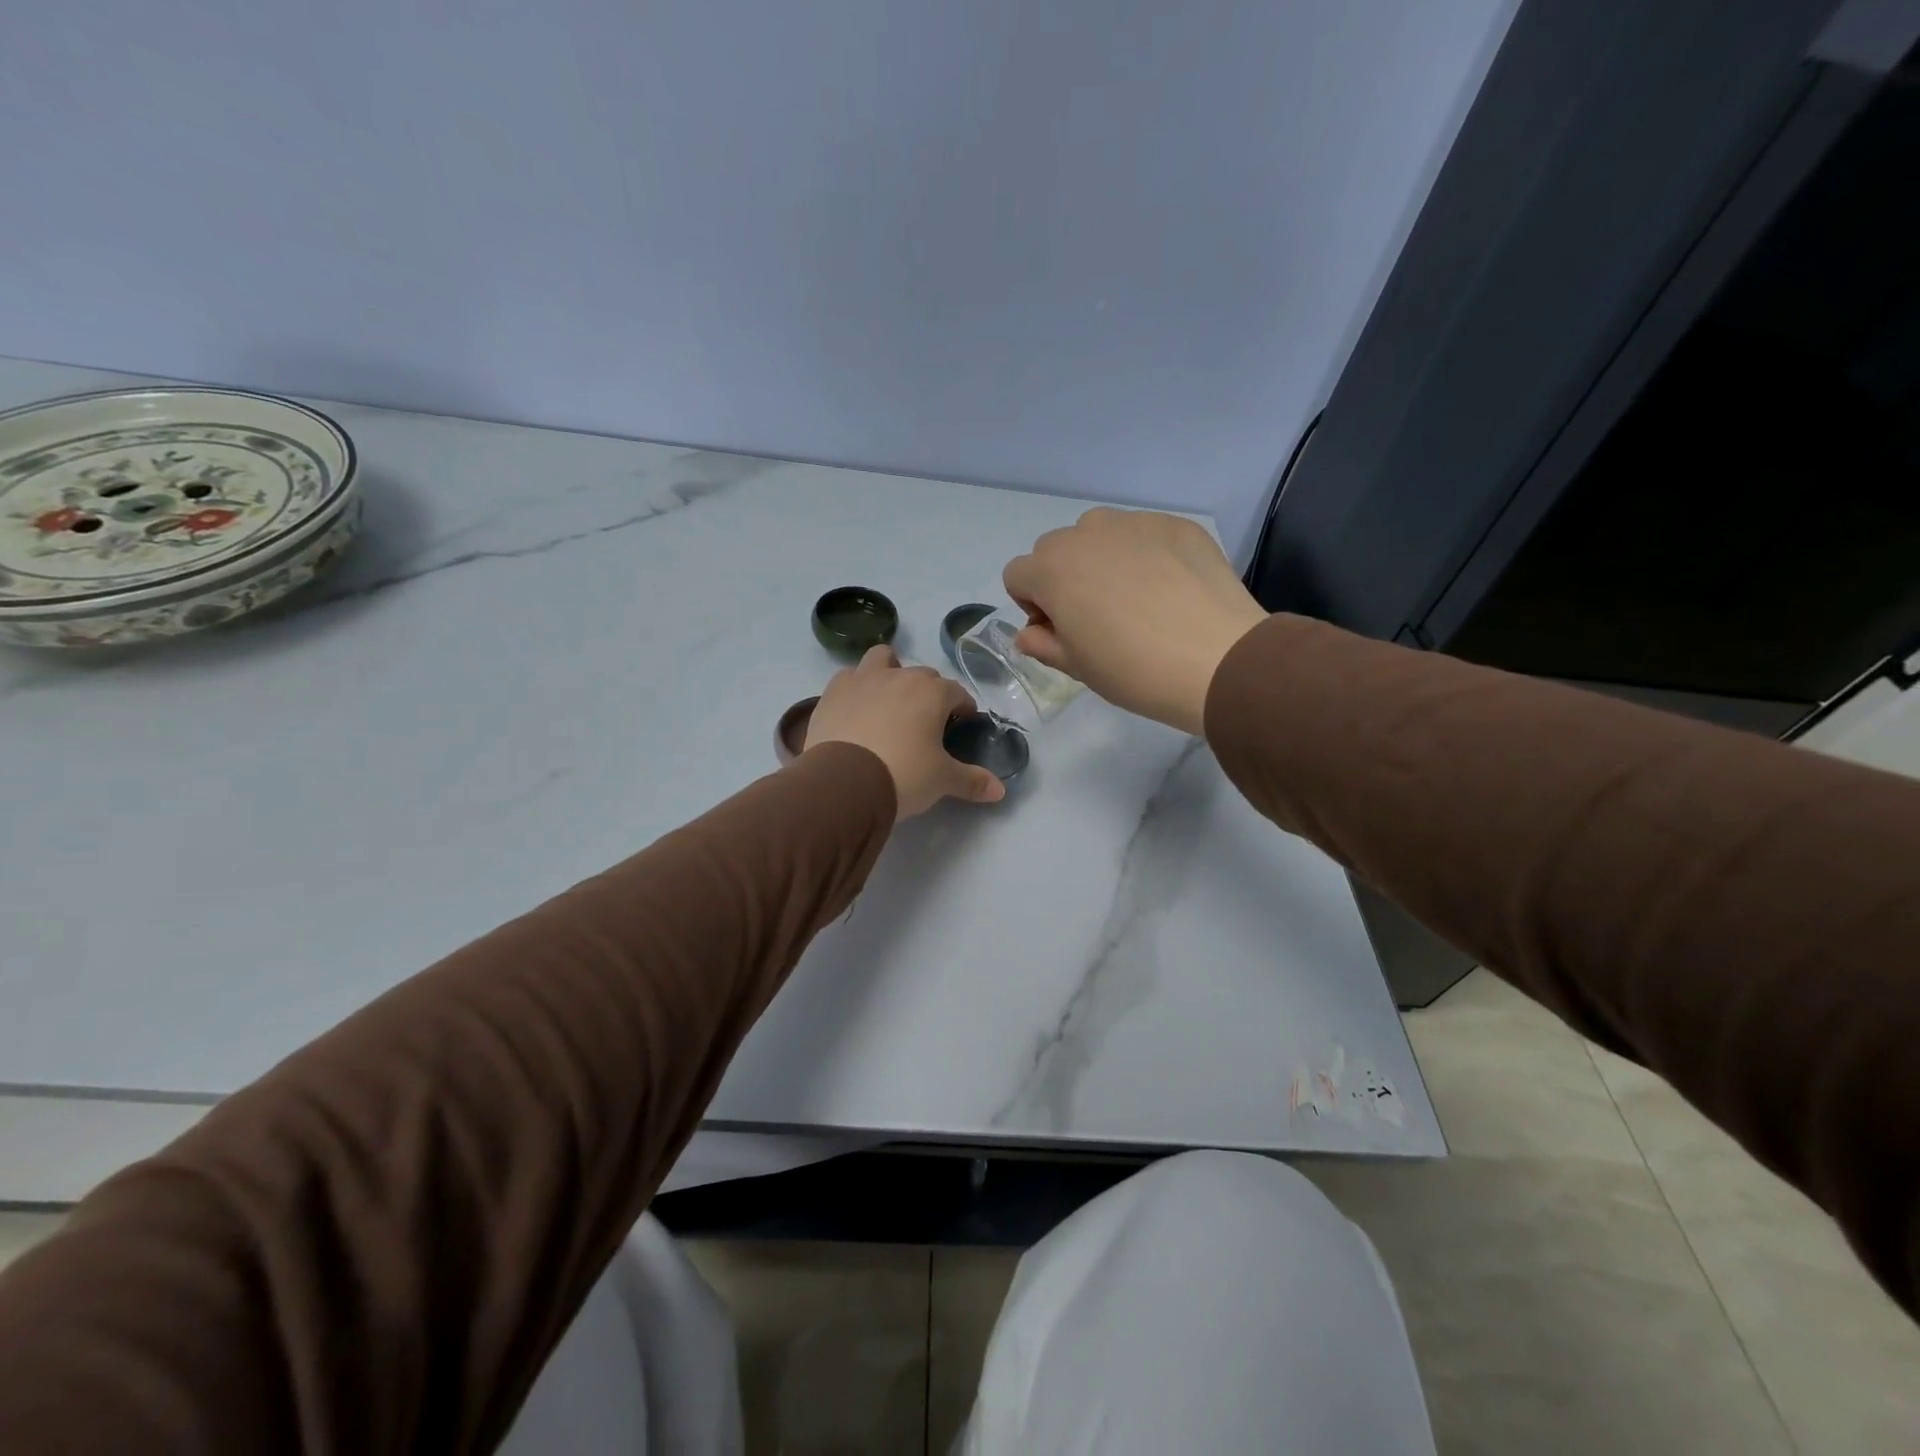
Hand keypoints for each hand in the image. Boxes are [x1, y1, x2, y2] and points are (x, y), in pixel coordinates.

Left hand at [805, 646, 1005, 818]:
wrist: (844, 782)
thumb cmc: (903, 775)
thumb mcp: (942, 781)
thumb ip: (972, 781)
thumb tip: (1000, 790)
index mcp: (932, 693)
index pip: (957, 692)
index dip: (962, 708)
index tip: (961, 724)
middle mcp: (900, 676)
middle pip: (922, 675)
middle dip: (929, 692)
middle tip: (926, 722)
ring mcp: (863, 679)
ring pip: (883, 659)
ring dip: (890, 671)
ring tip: (889, 700)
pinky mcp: (833, 691)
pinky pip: (850, 677)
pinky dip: (856, 687)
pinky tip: (856, 708)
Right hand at [1002, 508, 1266, 735]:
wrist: (1218, 660)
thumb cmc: (1133, 670)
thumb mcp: (1077, 667)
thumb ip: (1043, 644)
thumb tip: (1030, 633)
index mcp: (1052, 568)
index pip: (1017, 575)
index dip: (1032, 605)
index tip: (1060, 631)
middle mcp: (1087, 533)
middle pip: (1055, 549)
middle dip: (1064, 577)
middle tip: (1096, 616)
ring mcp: (1135, 522)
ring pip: (1099, 534)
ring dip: (1102, 559)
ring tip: (1135, 598)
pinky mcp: (1176, 524)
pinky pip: (1144, 534)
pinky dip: (1145, 554)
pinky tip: (1170, 589)